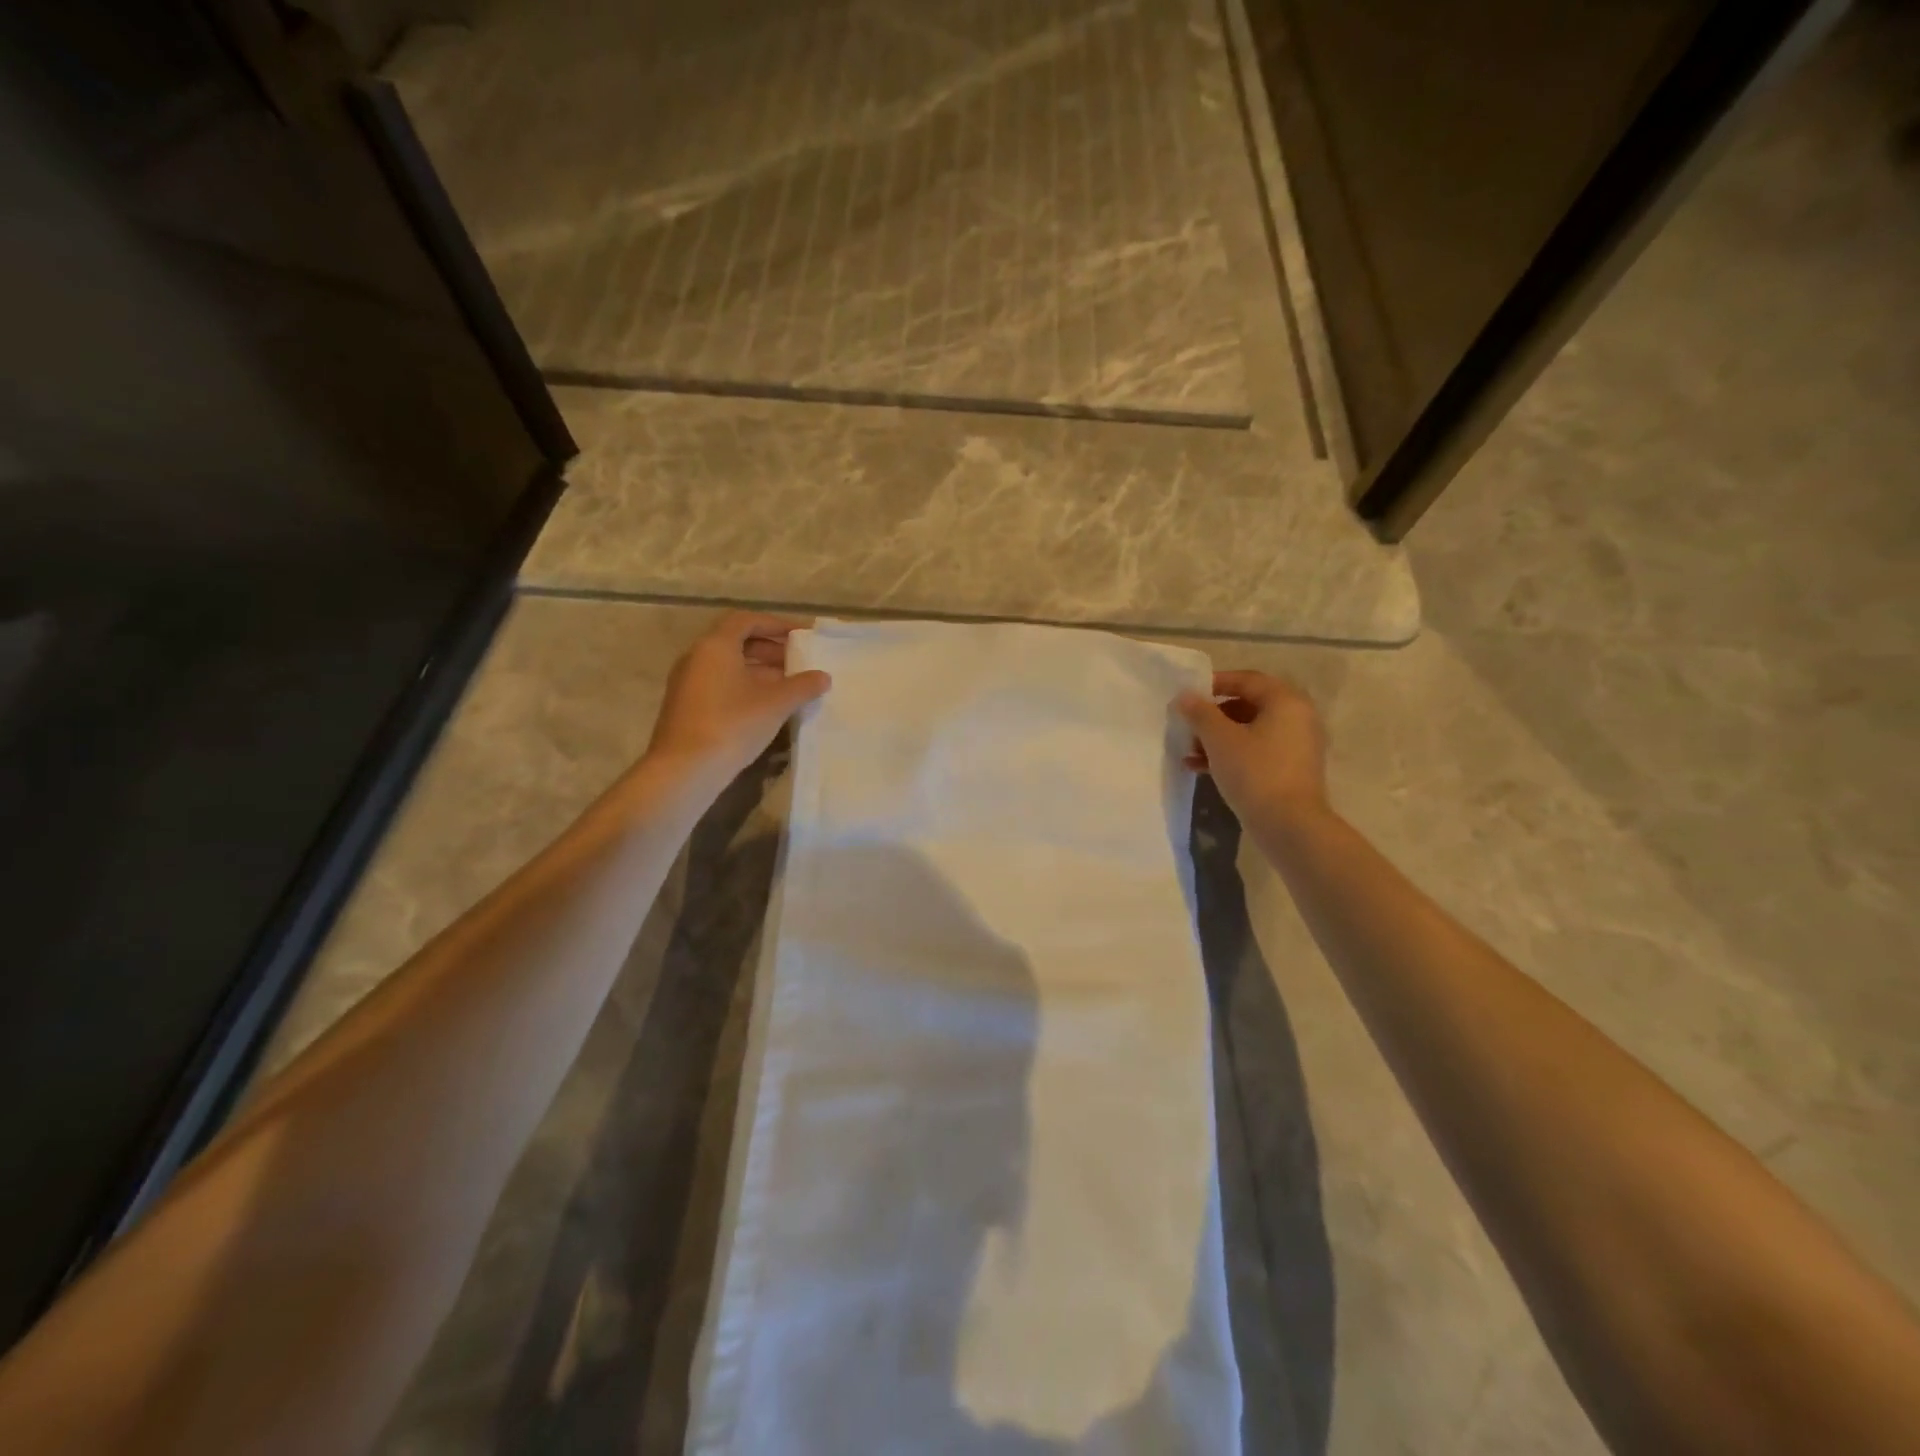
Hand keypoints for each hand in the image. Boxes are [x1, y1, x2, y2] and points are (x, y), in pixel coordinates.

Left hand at [646, 612, 831, 782]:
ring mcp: (688, 684)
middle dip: (770, 650)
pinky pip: (719, 686)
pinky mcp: (686, 708)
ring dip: (759, 672)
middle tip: (798, 664)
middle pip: (736, 642)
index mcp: (715, 646)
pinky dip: (744, 688)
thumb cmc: (732, 725)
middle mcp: (697, 658)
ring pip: (728, 667)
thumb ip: (802, 686)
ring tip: (788, 688)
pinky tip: (766, 709)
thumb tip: (823, 676)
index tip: (800, 637)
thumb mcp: (775, 704)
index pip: (746, 621)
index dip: (775, 625)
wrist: (684, 770)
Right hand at [1176, 670, 1330, 824]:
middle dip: (1212, 716)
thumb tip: (1185, 696)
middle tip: (1188, 726)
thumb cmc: (1255, 772)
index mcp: (1285, 701)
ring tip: (1189, 752)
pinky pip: (1256, 752)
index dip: (1215, 683)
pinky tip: (1200, 768)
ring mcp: (1295, 746)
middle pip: (1247, 705)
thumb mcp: (1220, 738)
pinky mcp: (1289, 770)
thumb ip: (1200, 713)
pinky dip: (1230, 755)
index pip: (1247, 680)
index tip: (1189, 695)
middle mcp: (1296, 718)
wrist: (1289, 825)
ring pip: (1249, 731)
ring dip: (1217, 738)